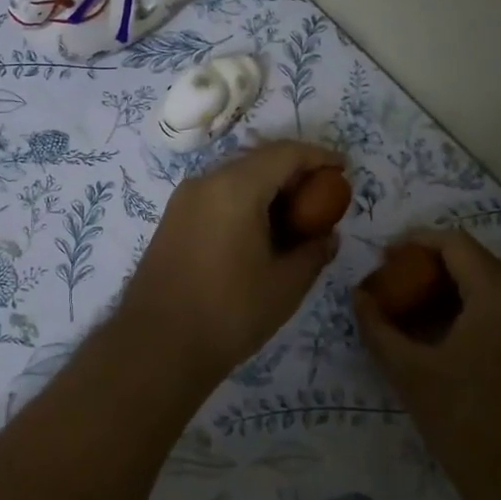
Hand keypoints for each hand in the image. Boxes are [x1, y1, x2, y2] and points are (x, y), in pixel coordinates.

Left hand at [118, 140, 343, 381]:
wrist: (156, 346)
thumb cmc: (228, 313)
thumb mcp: (285, 285)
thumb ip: (313, 251)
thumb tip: (328, 235)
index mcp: (235, 187)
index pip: (285, 153)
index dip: (319, 156)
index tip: (344, 169)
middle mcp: (206, 181)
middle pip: (258, 160)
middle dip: (294, 172)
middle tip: (323, 197)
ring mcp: (184, 200)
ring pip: (236, 177)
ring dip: (268, 188)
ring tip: (296, 218)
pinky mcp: (172, 220)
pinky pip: (217, 196)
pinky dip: (245, 202)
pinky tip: (261, 233)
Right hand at [354, 229, 500, 499]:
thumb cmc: (468, 423)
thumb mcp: (411, 373)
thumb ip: (379, 327)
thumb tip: (358, 296)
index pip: (454, 243)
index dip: (415, 242)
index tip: (382, 256)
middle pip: (474, 262)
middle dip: (430, 268)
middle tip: (392, 285)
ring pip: (491, 288)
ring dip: (450, 291)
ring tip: (410, 312)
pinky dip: (472, 312)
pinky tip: (442, 338)